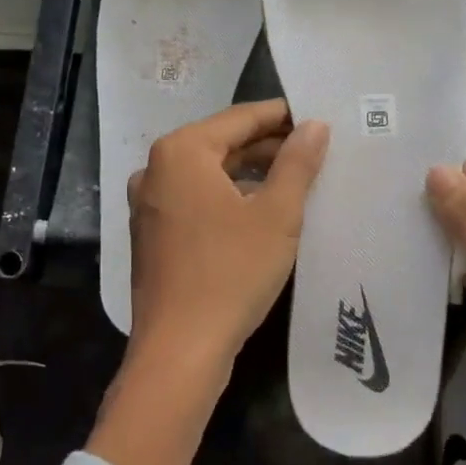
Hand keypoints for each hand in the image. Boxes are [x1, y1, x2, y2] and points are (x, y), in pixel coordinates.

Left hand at [127, 98, 329, 375]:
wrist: (179, 349)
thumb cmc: (231, 272)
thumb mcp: (277, 215)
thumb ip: (297, 163)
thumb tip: (314, 125)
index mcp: (181, 151)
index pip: (240, 118)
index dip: (281, 116)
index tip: (316, 116)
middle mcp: (156, 168)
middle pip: (222, 143)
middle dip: (268, 146)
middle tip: (314, 150)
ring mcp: (149, 202)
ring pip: (209, 173)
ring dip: (250, 173)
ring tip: (295, 179)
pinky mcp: (152, 232)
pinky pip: (196, 199)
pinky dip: (228, 197)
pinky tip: (260, 212)